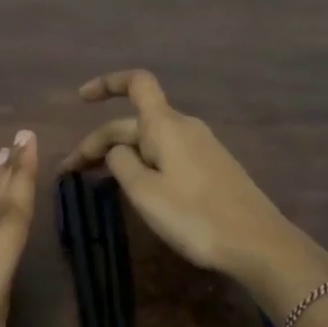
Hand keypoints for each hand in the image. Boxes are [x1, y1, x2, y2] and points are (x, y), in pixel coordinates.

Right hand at [62, 70, 327, 293]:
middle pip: (134, 122)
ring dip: (120, 154)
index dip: (107, 83)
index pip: (136, 83)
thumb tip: (117, 150)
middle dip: (100, 141)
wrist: (256, 242)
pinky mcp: (211, 167)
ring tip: (96, 180)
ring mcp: (201, 147)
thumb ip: (121, 163)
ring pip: (150, 140)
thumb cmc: (194, 215)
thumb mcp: (144, 192)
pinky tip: (135, 186)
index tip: (81, 99)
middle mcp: (184, 126)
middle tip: (70, 173)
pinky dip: (143, 163)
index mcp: (165, 124)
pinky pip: (167, 154)